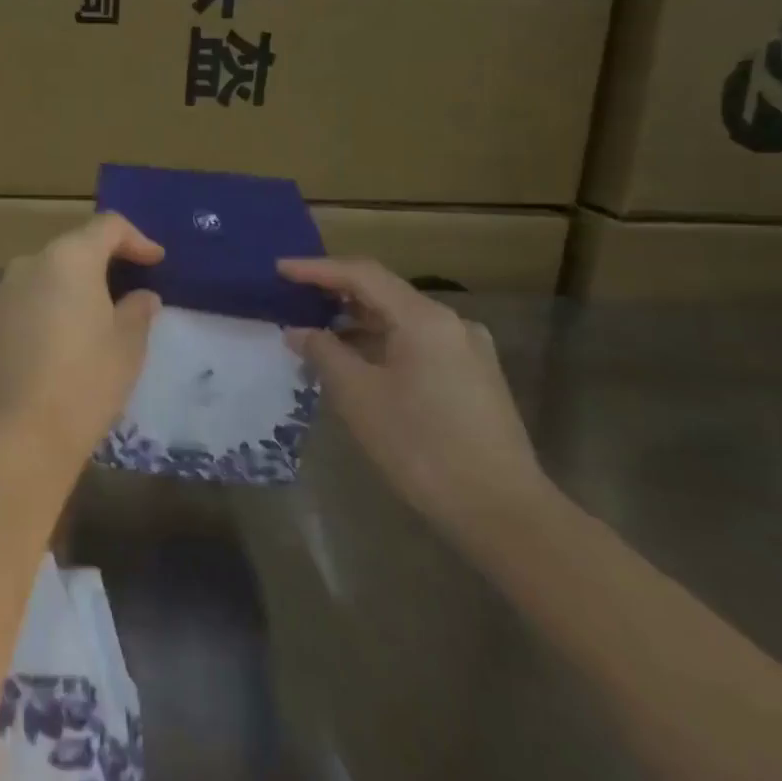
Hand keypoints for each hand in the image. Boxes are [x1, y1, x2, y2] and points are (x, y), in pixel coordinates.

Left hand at [0, 214, 164, 462]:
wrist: (15, 435)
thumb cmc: (84, 383)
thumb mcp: (127, 347)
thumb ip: (137, 311)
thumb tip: (142, 297)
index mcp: (69, 259)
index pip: (107, 227)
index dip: (136, 239)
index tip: (156, 261)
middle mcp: (29, 264)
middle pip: (73, 249)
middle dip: (102, 263)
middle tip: (128, 291)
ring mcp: (1, 292)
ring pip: (45, 276)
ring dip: (71, 288)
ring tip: (93, 319)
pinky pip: (24, 301)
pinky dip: (46, 308)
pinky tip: (59, 342)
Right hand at [278, 257, 549, 546]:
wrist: (502, 511)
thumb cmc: (421, 446)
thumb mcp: (358, 397)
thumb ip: (323, 353)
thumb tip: (299, 331)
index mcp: (424, 319)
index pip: (361, 274)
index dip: (316, 269)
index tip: (279, 269)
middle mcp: (451, 323)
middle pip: (384, 293)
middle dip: (335, 294)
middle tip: (294, 297)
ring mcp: (467, 350)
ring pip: (401, 321)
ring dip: (357, 323)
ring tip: (317, 333)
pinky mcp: (473, 377)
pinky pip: (417, 344)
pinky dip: (381, 344)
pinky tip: (357, 363)